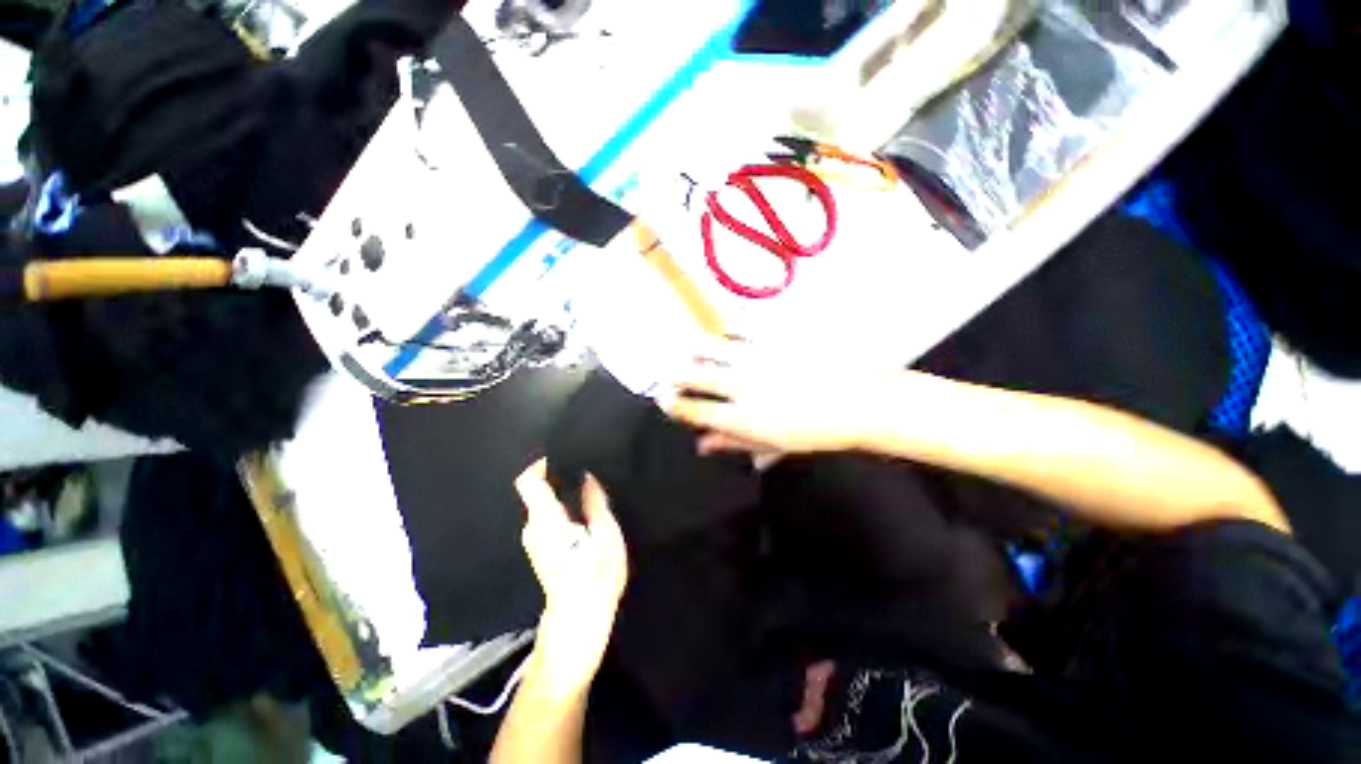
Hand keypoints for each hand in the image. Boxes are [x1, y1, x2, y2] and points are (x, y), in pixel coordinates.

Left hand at [515, 459, 628, 696]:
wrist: (579, 619)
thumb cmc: (594, 576)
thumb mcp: (605, 534)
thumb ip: (595, 502)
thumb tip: (587, 477)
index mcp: (546, 519)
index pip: (528, 481)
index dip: (539, 464)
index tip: (560, 454)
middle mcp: (533, 526)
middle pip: (536, 491)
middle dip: (557, 476)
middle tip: (584, 468)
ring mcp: (534, 540)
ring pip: (543, 504)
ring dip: (561, 492)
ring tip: (587, 485)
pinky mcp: (540, 549)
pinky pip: (547, 517)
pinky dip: (561, 506)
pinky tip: (583, 509)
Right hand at [664, 337, 890, 456]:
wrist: (858, 401)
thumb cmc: (815, 431)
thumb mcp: (772, 446)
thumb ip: (733, 444)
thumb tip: (701, 444)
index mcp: (743, 418)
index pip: (693, 409)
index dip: (672, 404)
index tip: (664, 399)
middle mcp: (743, 385)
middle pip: (692, 375)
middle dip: (675, 375)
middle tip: (671, 374)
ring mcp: (757, 357)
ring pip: (710, 346)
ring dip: (697, 351)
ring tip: (696, 353)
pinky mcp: (774, 335)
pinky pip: (739, 327)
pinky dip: (726, 331)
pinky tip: (726, 335)